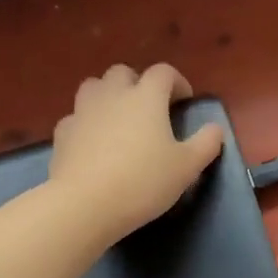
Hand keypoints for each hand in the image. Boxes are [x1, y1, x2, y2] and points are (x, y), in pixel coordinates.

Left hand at [48, 63, 224, 241]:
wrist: (85, 205)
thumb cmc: (143, 182)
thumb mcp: (187, 167)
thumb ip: (206, 143)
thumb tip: (215, 129)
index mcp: (146, 97)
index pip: (164, 72)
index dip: (177, 82)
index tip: (183, 102)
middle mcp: (113, 95)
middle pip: (123, 73)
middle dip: (138, 84)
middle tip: (149, 110)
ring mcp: (83, 111)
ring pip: (94, 87)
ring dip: (108, 96)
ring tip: (118, 120)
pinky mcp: (62, 133)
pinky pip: (76, 117)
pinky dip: (86, 123)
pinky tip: (93, 143)